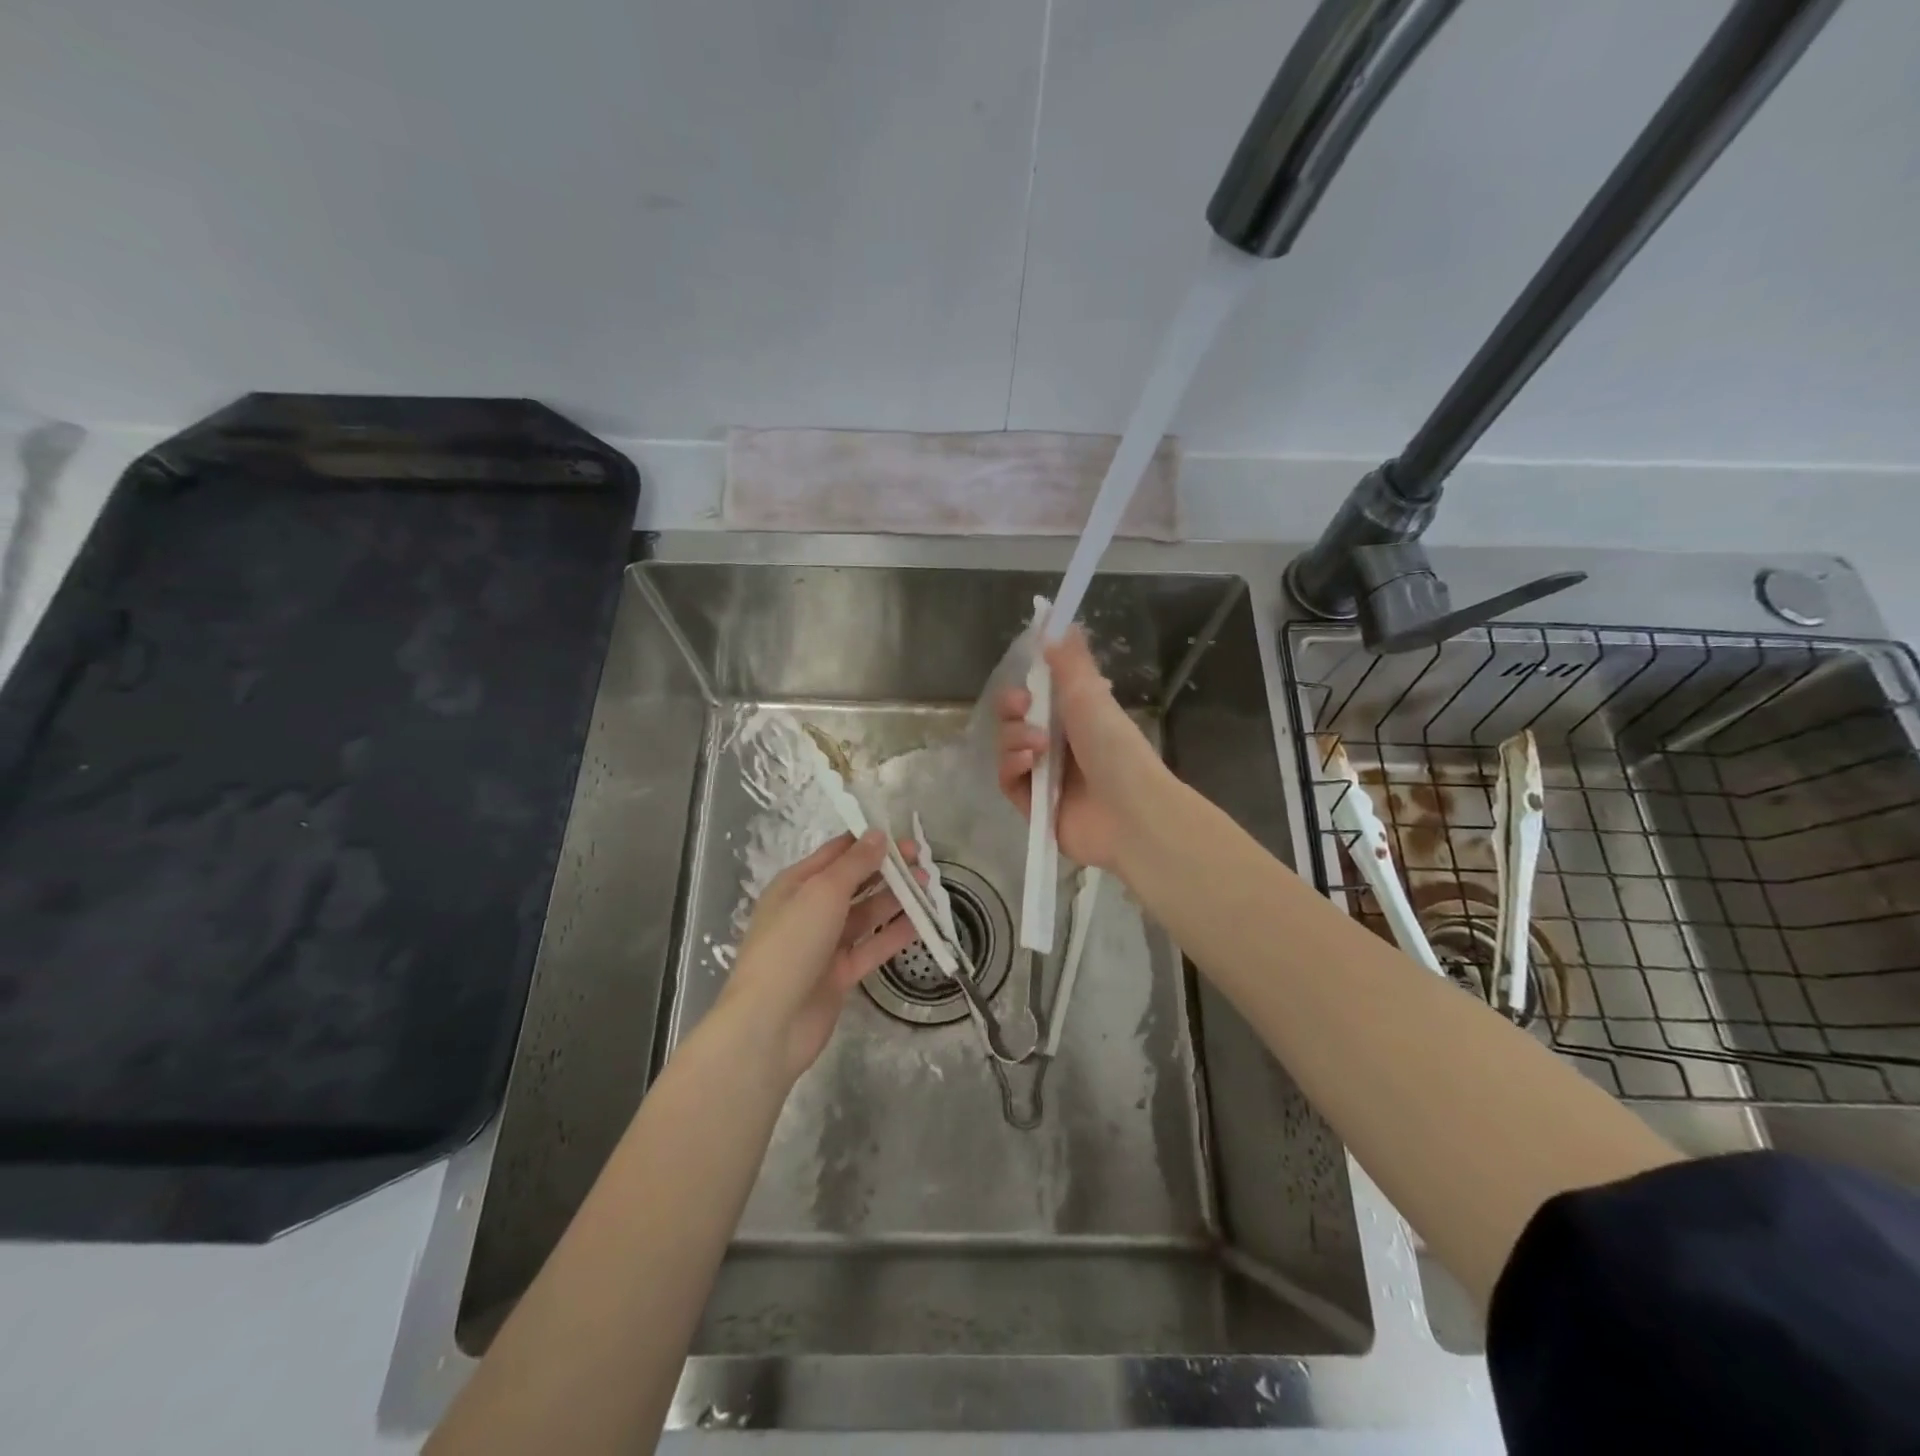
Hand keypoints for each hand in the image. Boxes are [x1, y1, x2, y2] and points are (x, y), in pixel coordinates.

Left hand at [715, 831, 918, 1081]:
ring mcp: (825, 944)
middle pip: (854, 883)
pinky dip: (894, 935)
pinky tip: (921, 924)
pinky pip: (871, 947)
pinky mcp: (839, 974)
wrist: (770, 1023)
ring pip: (866, 915)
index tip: (903, 836)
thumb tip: (877, 834)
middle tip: (923, 862)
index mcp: (796, 884)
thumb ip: (854, 863)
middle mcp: (810, 910)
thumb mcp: (822, 892)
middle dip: (887, 870)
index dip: (868, 842)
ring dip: (895, 900)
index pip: (836, 853)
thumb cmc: (791, 944)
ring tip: (928, 888)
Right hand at [995, 628, 1169, 871]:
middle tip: (1023, 707)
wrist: (1130, 813)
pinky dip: (1013, 767)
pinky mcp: (1033, 806)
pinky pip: (1007, 779)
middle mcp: (1058, 745)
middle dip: (1012, 710)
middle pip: (1014, 720)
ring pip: (1007, 747)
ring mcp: (1045, 776)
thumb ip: (1069, 659)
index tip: (1024, 677)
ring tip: (1039, 748)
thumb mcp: (1091, 695)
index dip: (1023, 686)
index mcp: (1075, 718)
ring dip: (1015, 739)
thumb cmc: (1114, 748)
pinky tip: (1030, 765)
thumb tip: (1056, 620)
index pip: (1036, 696)